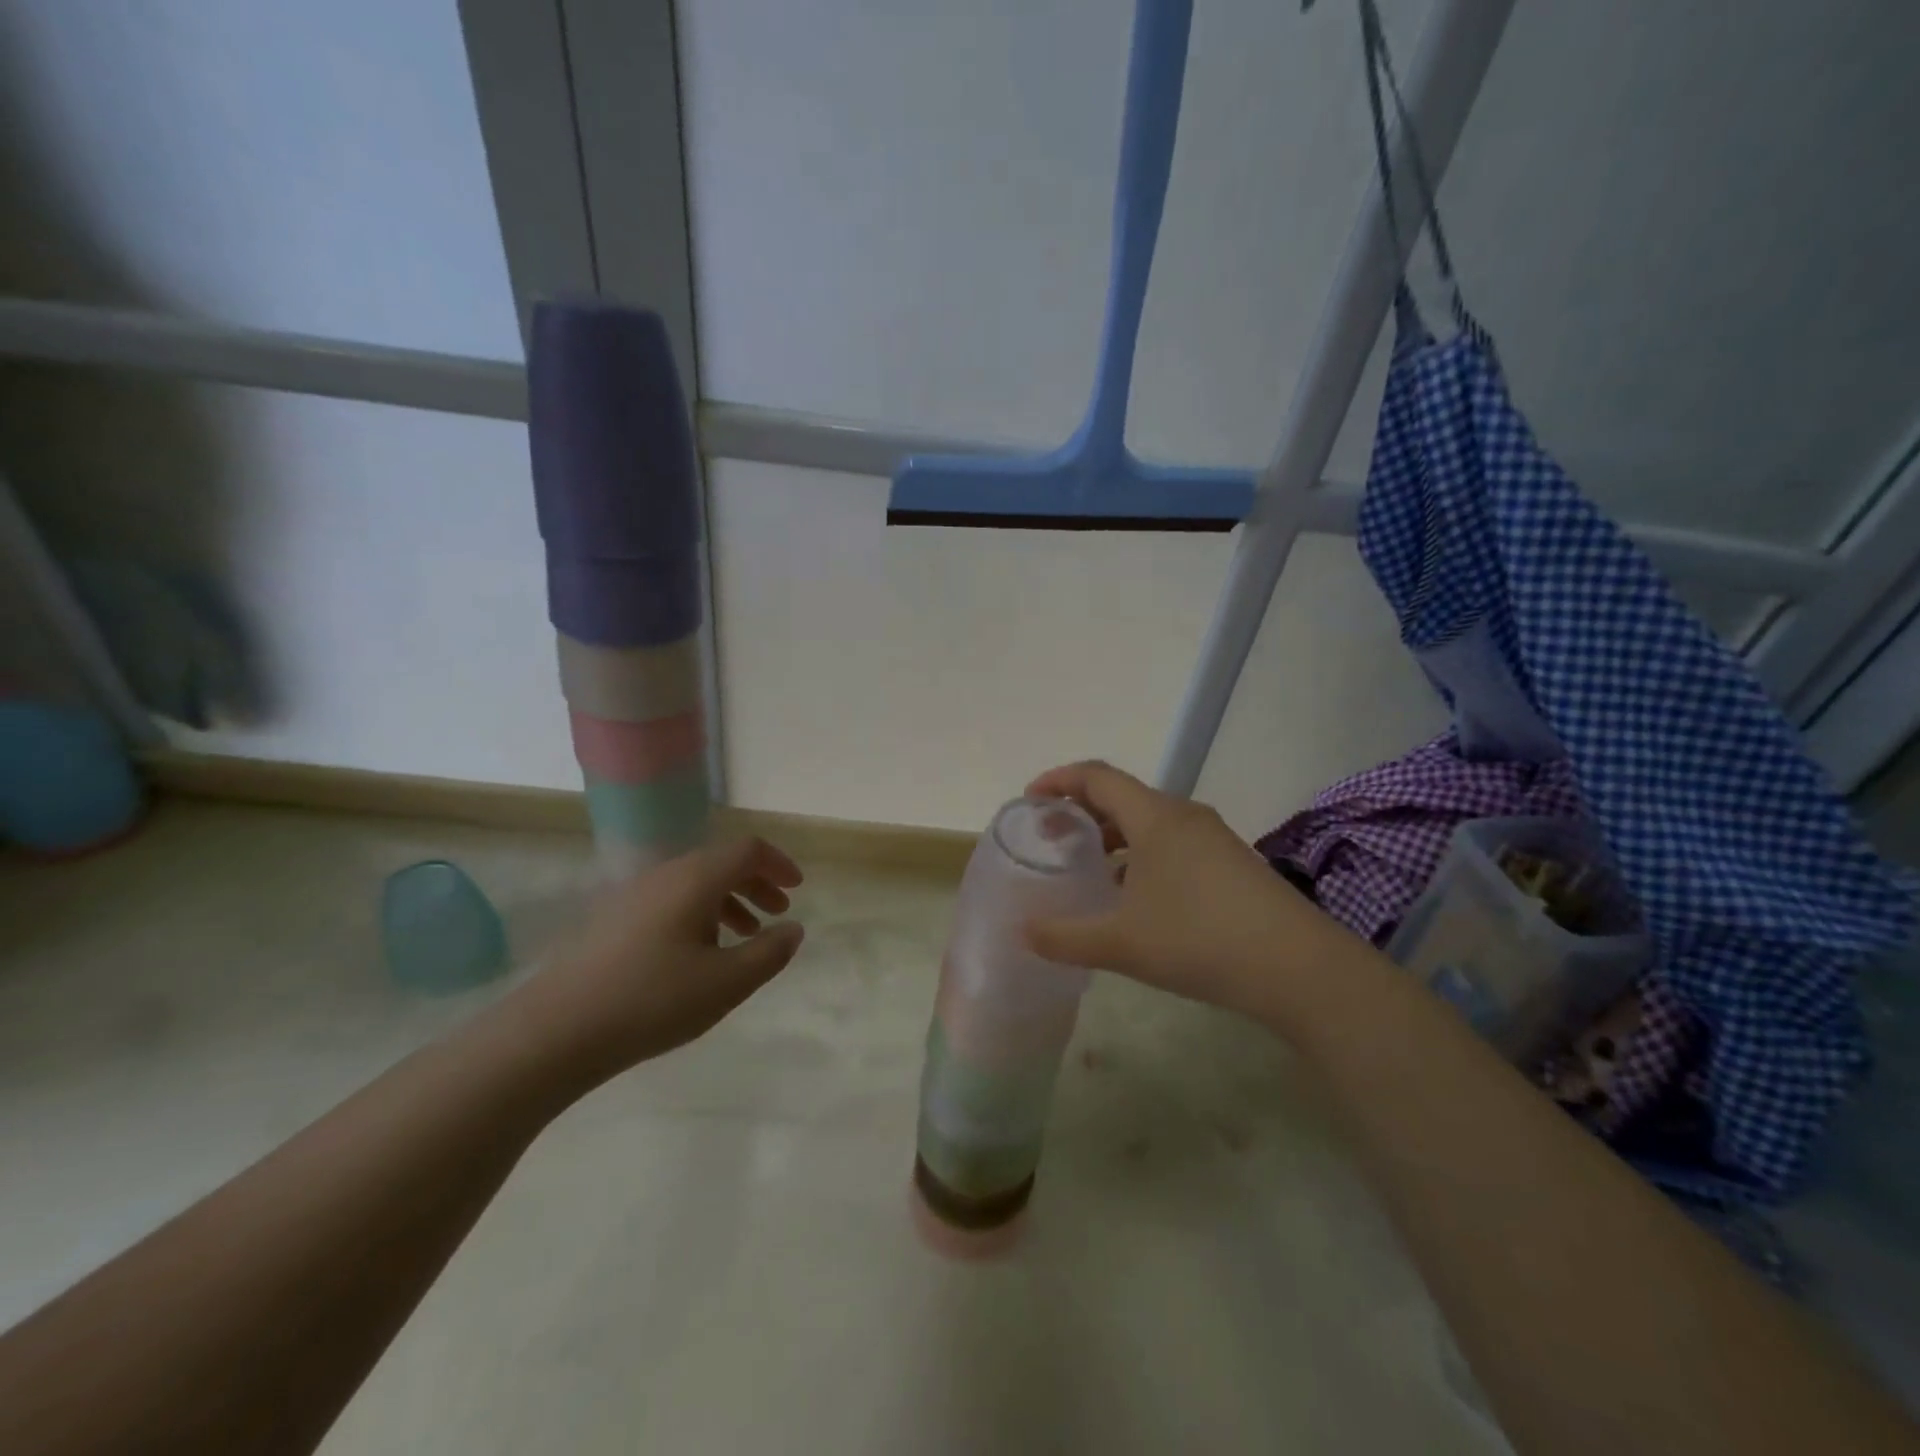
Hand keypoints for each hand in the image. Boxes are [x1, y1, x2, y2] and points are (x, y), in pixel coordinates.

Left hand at [507, 837, 805, 1086]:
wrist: (556, 1030)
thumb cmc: (652, 1000)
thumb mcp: (726, 983)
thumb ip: (769, 952)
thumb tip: (793, 929)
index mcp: (695, 878)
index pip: (747, 850)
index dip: (778, 864)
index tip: (797, 889)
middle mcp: (664, 874)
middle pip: (720, 863)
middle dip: (756, 884)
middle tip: (777, 913)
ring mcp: (633, 895)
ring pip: (694, 883)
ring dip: (728, 901)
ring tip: (743, 938)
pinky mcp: (612, 919)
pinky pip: (670, 901)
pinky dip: (699, 914)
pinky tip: (698, 955)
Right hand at [1022, 762, 1339, 1018]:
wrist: (1299, 968)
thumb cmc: (1200, 940)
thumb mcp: (1121, 943)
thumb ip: (1064, 937)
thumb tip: (1022, 932)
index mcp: (1155, 817)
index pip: (1097, 777)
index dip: (1059, 780)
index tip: (1030, 798)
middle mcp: (1184, 816)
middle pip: (1122, 797)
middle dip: (1082, 812)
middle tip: (1052, 839)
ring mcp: (1213, 839)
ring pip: (1150, 823)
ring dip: (1113, 837)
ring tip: (1088, 870)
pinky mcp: (1232, 863)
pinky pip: (1173, 844)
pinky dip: (1142, 856)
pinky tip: (1135, 898)